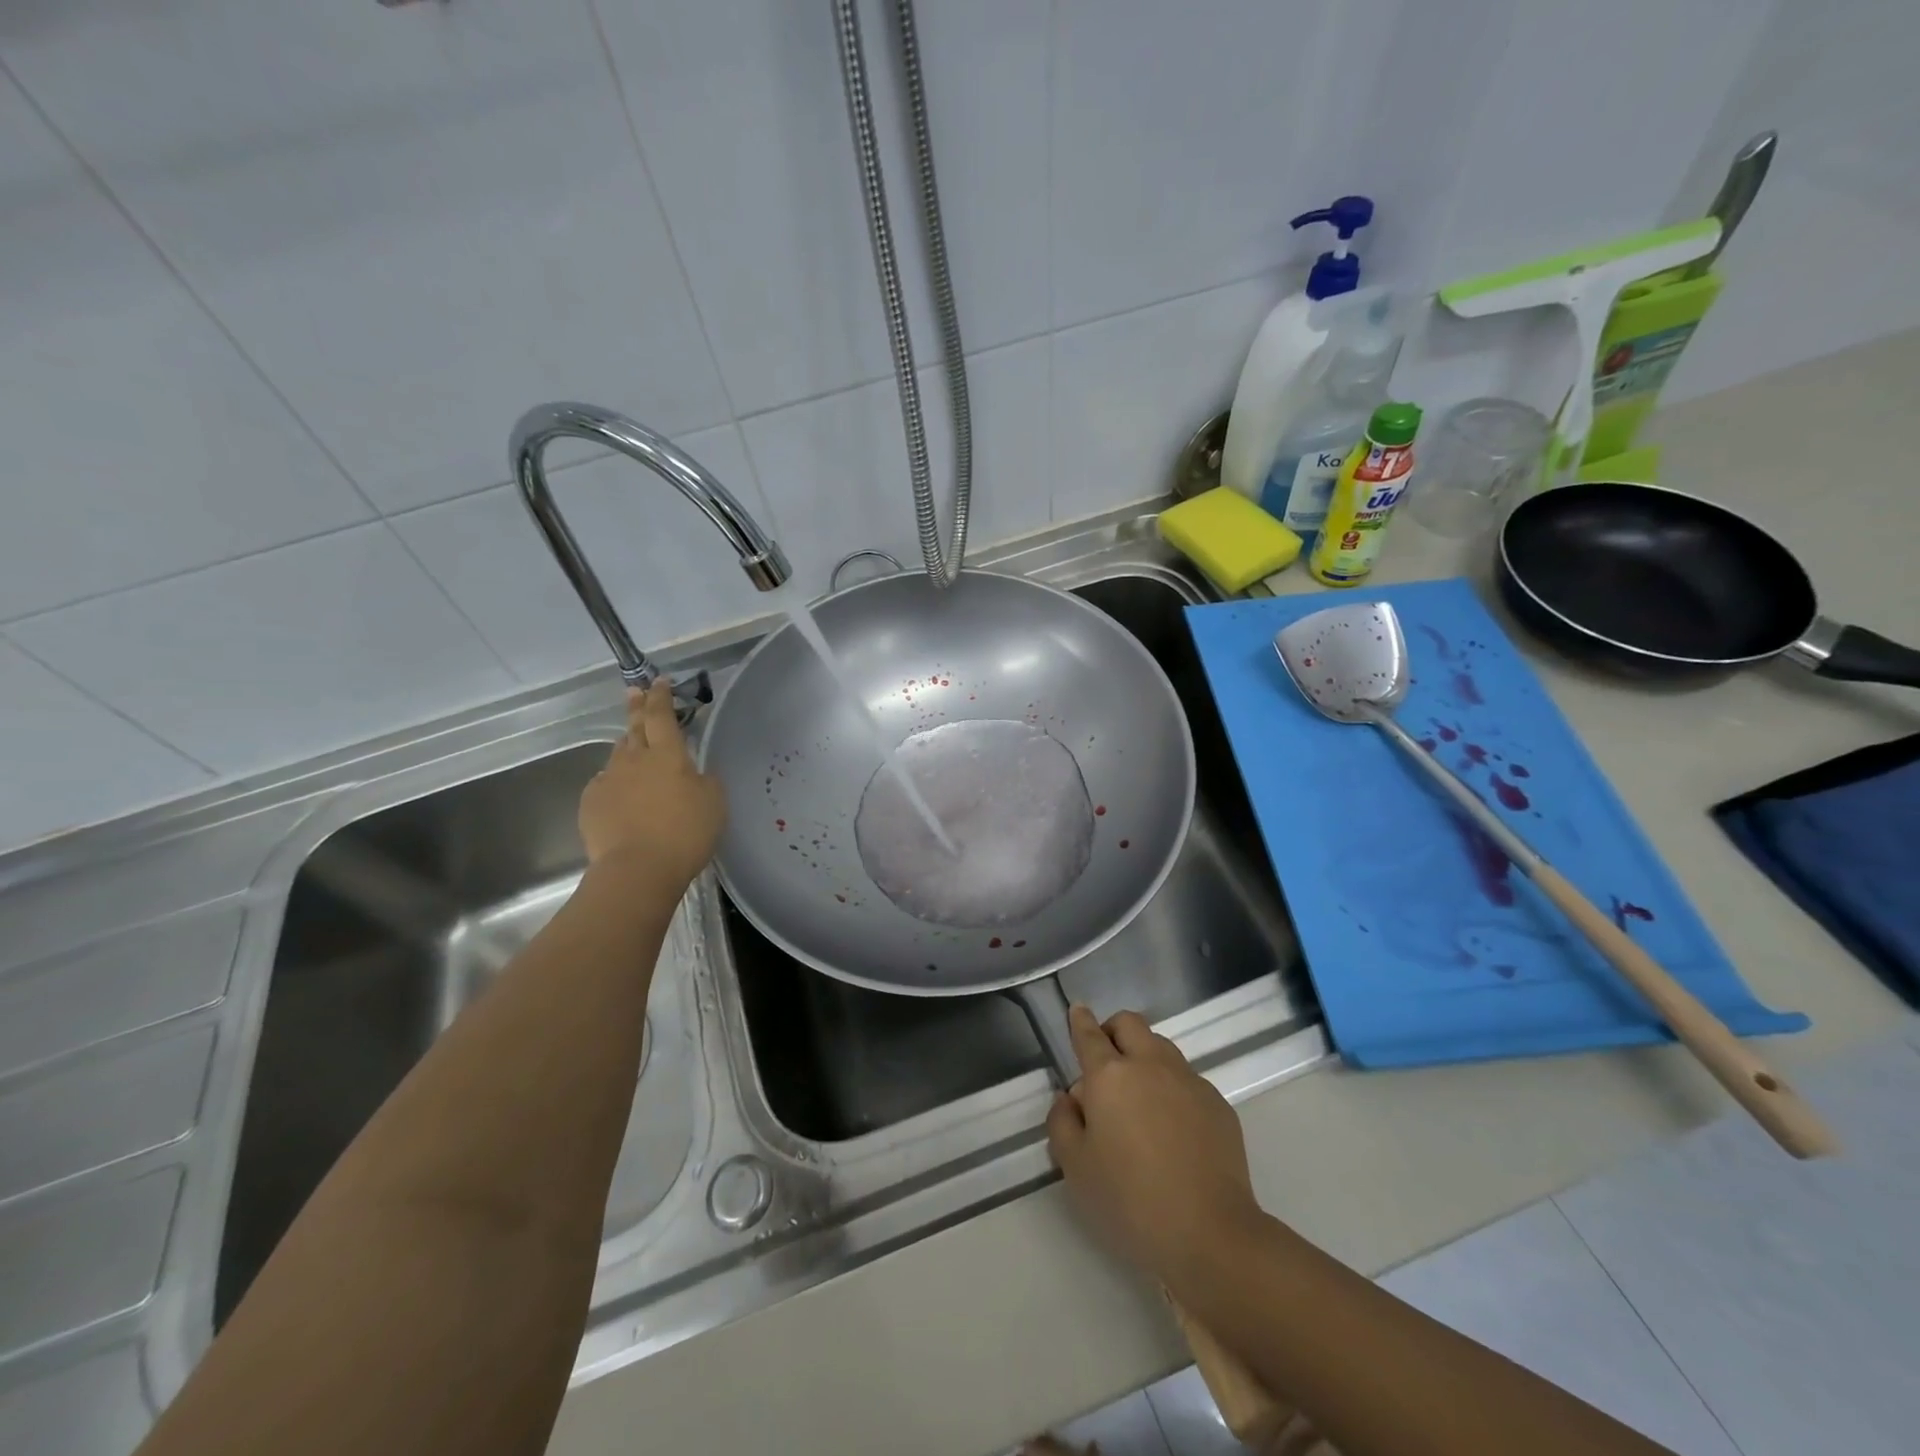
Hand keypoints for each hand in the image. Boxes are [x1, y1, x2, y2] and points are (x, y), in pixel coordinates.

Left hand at [578, 683, 725, 889]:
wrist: (637, 869)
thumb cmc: (685, 833)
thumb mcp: (714, 803)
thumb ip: (705, 780)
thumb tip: (694, 772)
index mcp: (668, 755)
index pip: (662, 715)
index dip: (661, 696)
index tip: (658, 681)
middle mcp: (635, 760)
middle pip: (634, 727)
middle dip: (637, 708)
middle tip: (634, 692)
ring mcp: (608, 780)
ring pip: (619, 755)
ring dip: (628, 747)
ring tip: (634, 749)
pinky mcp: (591, 803)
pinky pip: (605, 784)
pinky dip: (616, 783)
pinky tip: (623, 797)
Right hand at [1046, 1006, 1264, 1285]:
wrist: (1210, 1233)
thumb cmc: (1130, 1200)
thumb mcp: (1075, 1167)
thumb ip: (1062, 1122)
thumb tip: (1071, 1097)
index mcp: (1110, 1075)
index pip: (1090, 1034)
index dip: (1079, 1020)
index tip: (1077, 1011)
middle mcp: (1150, 1065)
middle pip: (1130, 1023)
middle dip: (1113, 1030)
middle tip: (1104, 1061)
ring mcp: (1189, 1081)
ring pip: (1161, 1047)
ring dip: (1144, 1056)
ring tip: (1139, 1097)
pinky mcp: (1218, 1103)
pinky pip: (1187, 1080)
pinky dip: (1172, 1088)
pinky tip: (1172, 1128)